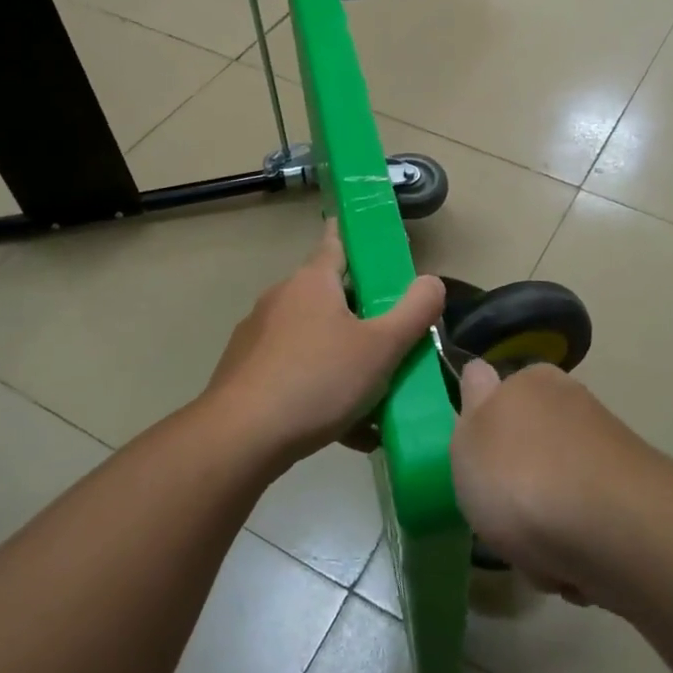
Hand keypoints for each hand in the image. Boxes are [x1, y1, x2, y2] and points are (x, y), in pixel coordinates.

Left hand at [201, 223, 443, 469]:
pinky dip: (324, 391)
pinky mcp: (247, 374)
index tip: (374, 238)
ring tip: (379, 399)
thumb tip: (432, 282)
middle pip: (331, 297)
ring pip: (316, 341)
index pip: (336, 241)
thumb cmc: (317, 379)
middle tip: (396, 338)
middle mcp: (281, 300)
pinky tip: (349, 430)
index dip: (357, 235)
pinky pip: (298, 374)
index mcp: (312, 282)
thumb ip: (414, 312)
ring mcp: (259, 337)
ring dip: (347, 361)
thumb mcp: (381, 347)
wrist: (240, 437)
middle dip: (364, 315)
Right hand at [451, 361, 657, 606]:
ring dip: (544, 531)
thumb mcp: (469, 435)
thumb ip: (472, 405)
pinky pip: (587, 531)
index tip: (478, 470)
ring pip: (557, 496)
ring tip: (540, 554)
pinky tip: (573, 569)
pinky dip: (577, 553)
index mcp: (533, 382)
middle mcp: (575, 408)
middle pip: (530, 453)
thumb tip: (480, 370)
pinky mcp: (634, 504)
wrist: (614, 532)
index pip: (502, 397)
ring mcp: (608, 456)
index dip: (487, 437)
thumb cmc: (522, 477)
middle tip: (502, 519)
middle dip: (516, 493)